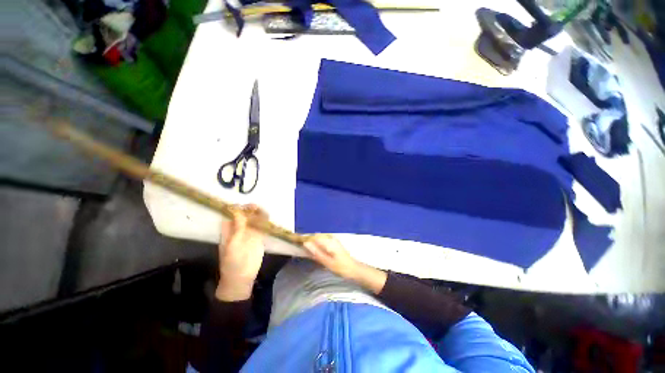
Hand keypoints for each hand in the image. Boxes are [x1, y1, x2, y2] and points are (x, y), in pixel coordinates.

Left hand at [215, 205, 266, 300]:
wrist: (241, 277)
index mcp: (228, 230)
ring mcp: (250, 233)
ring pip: (254, 219)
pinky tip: (268, 218)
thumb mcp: (232, 245)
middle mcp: (239, 229)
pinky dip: (265, 221)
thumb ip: (236, 229)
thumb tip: (238, 213)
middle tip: (255, 207)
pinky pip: (262, 226)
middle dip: (249, 209)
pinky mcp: (259, 237)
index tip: (243, 205)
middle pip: (244, 215)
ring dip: (258, 214)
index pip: (231, 215)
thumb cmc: (232, 262)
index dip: (236, 208)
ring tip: (263, 211)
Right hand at [304, 234, 386, 293]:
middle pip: (316, 236)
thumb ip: (316, 252)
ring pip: (319, 238)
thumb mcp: (327, 262)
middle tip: (300, 248)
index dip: (305, 238)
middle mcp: (331, 238)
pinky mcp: (333, 244)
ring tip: (305, 249)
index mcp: (329, 241)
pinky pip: (322, 241)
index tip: (297, 242)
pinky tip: (314, 251)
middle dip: (308, 240)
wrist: (354, 269)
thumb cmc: (341, 267)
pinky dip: (317, 244)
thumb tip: (305, 243)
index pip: (314, 236)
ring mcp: (333, 240)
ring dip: (312, 242)